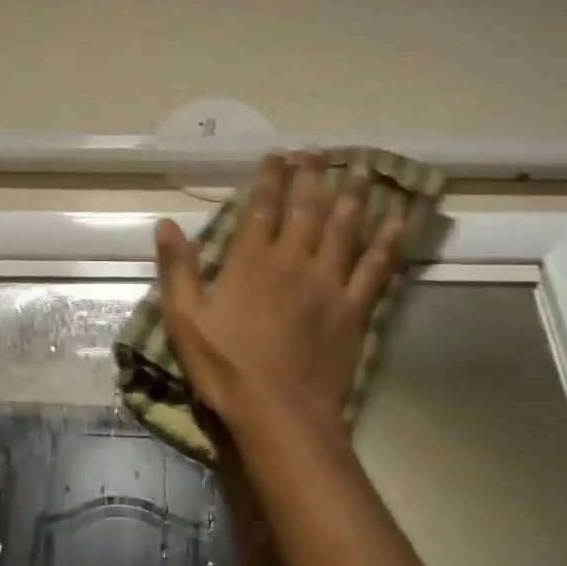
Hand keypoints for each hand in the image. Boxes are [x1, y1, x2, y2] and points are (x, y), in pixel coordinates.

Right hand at [154, 150, 407, 449]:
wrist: (280, 415)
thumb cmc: (226, 368)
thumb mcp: (185, 320)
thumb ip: (177, 270)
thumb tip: (166, 224)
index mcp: (251, 263)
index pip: (262, 209)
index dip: (271, 178)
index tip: (280, 153)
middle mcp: (292, 263)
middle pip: (306, 210)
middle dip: (312, 177)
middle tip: (321, 150)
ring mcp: (328, 285)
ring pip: (344, 229)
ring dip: (353, 196)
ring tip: (363, 167)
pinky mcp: (353, 310)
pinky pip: (376, 269)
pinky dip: (388, 243)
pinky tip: (399, 221)